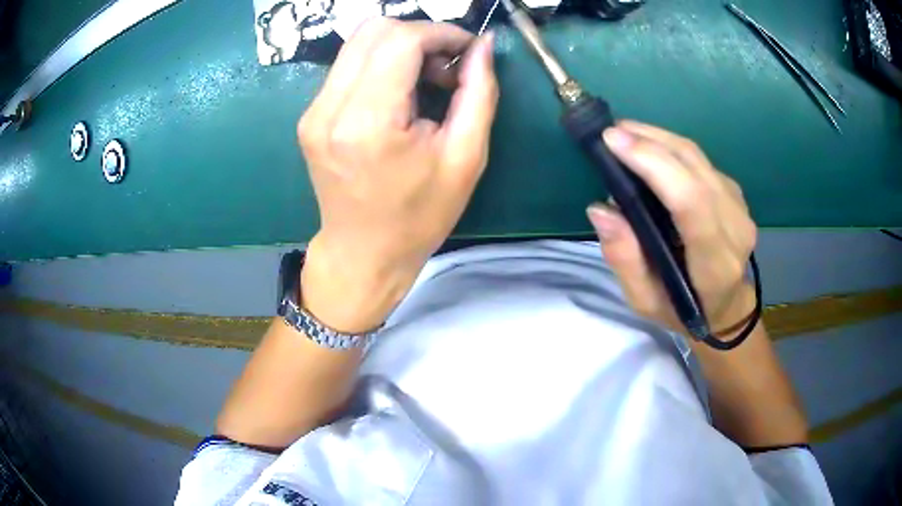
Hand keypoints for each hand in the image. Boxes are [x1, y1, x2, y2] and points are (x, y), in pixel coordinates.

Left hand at [296, 19, 498, 332]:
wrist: (363, 252)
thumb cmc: (419, 215)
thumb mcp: (465, 158)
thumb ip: (478, 92)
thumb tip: (482, 46)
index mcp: (368, 122)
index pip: (401, 40)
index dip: (441, 33)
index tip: (466, 50)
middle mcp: (329, 109)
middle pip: (374, 30)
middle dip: (420, 35)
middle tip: (446, 67)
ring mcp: (313, 111)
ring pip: (358, 43)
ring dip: (400, 47)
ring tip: (426, 81)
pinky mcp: (310, 116)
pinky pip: (348, 65)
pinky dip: (381, 64)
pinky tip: (400, 93)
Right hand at [587, 121, 757, 338]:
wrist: (726, 306)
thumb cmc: (683, 311)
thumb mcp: (646, 302)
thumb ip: (625, 260)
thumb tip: (601, 209)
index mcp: (715, 264)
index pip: (691, 203)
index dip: (654, 164)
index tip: (614, 142)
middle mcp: (735, 228)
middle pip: (694, 168)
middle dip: (650, 142)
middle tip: (611, 132)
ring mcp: (739, 206)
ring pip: (697, 157)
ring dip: (658, 137)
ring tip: (624, 132)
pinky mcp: (735, 193)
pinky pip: (700, 160)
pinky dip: (670, 147)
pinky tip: (649, 147)